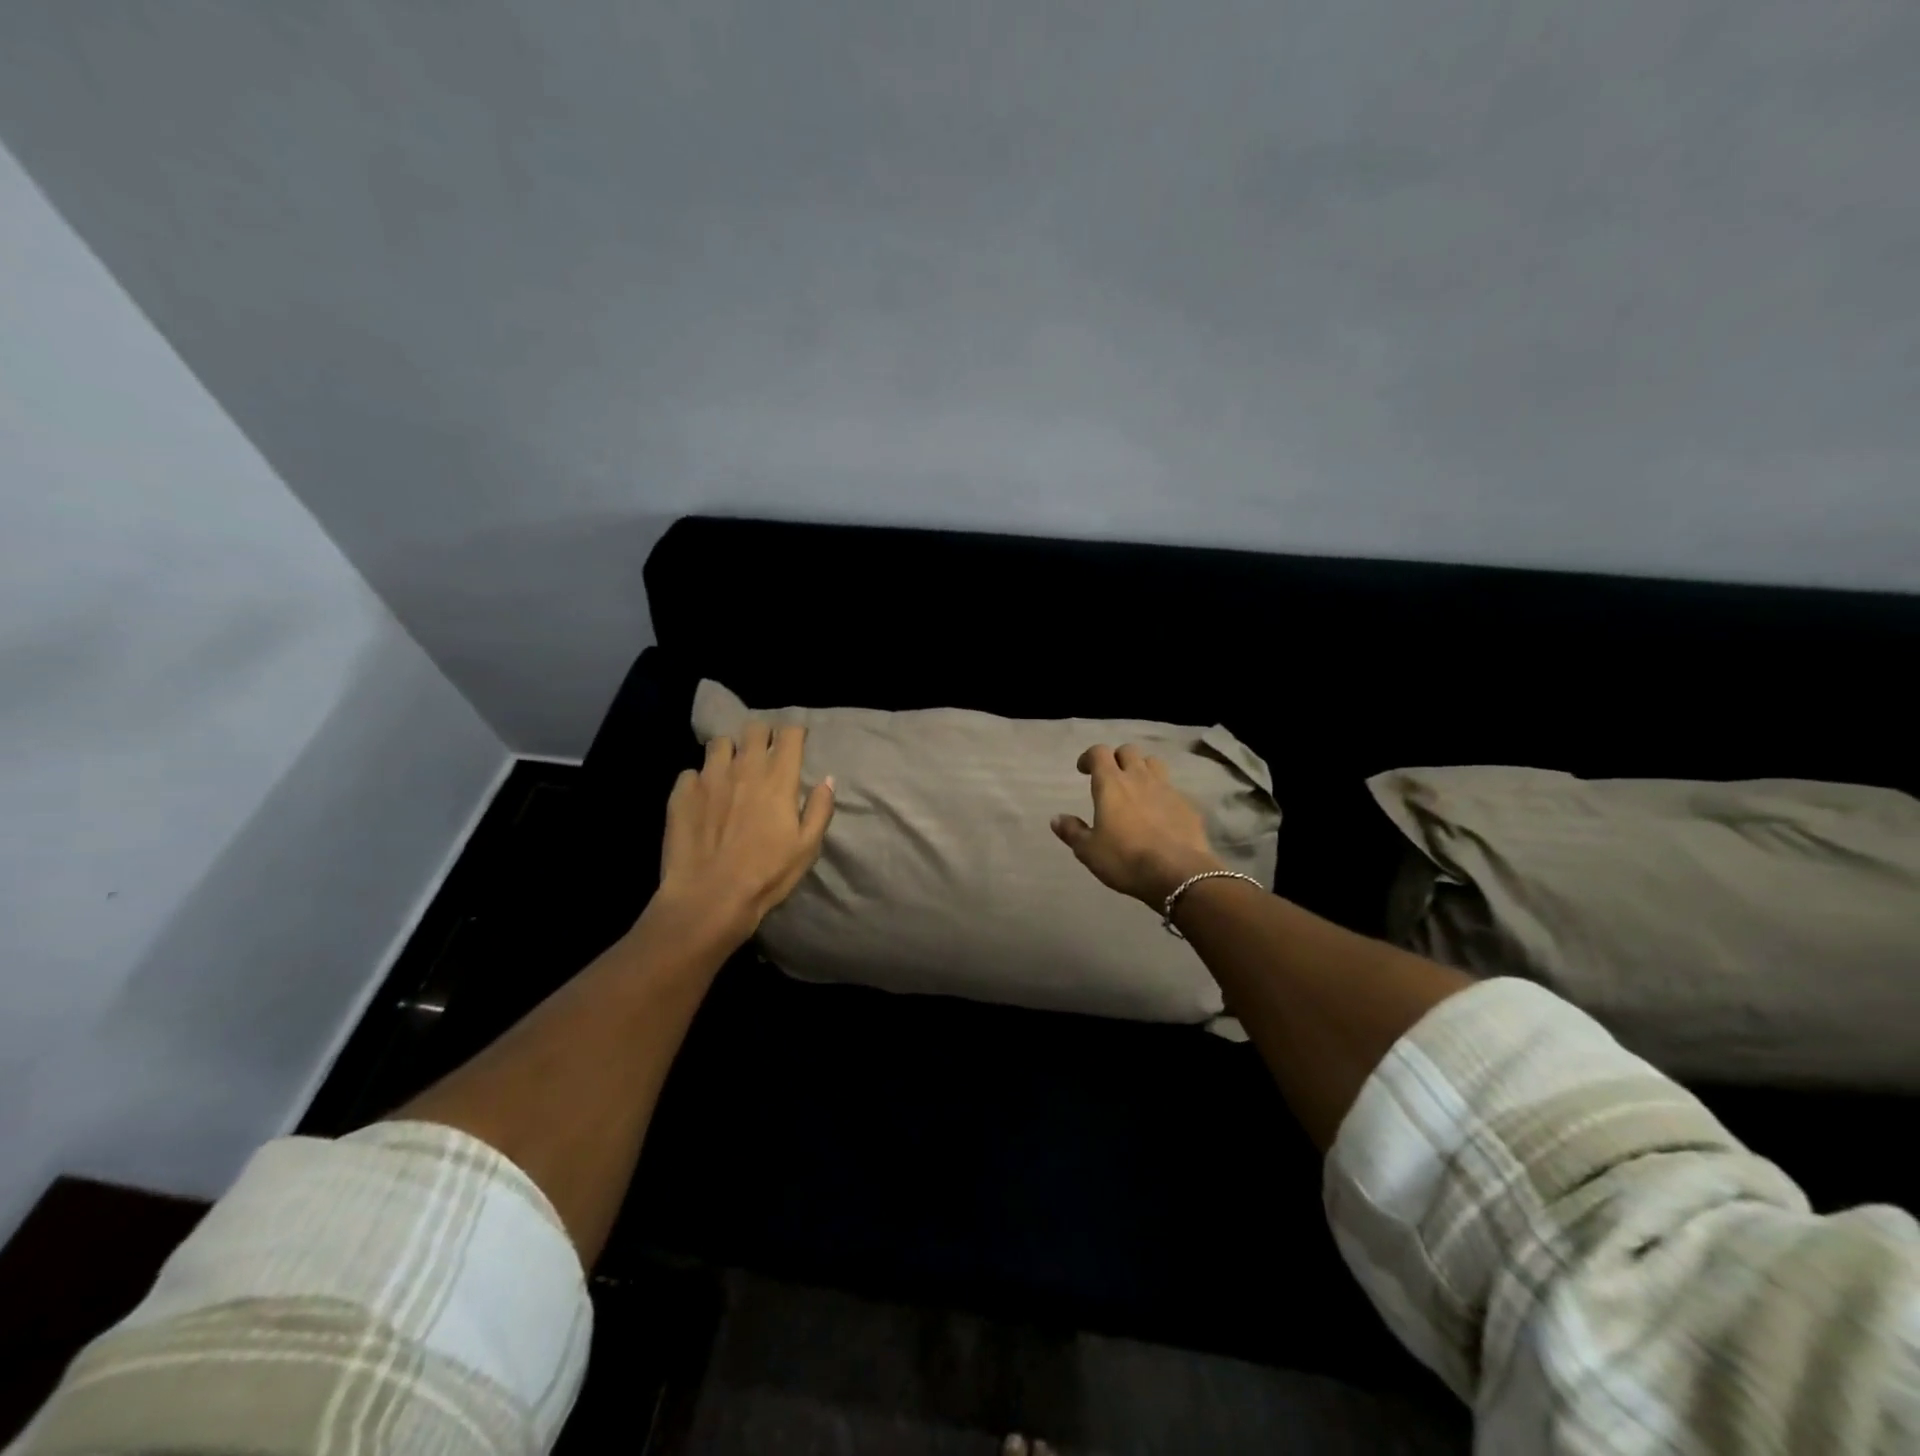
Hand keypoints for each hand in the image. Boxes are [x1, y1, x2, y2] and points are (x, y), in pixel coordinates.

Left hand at [655, 722, 834, 945]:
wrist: (709, 898)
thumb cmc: (766, 875)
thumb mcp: (807, 847)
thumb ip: (820, 808)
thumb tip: (827, 780)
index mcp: (778, 778)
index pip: (790, 734)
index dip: (795, 734)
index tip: (797, 743)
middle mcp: (743, 767)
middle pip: (754, 728)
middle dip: (763, 735)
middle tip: (765, 753)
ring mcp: (709, 777)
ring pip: (720, 742)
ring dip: (730, 751)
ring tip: (731, 770)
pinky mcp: (681, 793)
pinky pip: (692, 772)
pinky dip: (700, 779)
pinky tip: (703, 797)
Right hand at [1051, 744, 1223, 906]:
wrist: (1178, 873)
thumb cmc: (1125, 859)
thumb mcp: (1088, 851)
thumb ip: (1072, 831)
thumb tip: (1056, 818)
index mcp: (1111, 784)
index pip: (1099, 752)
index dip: (1089, 757)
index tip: (1083, 770)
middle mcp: (1139, 778)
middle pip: (1128, 751)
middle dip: (1117, 758)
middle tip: (1111, 777)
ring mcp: (1167, 788)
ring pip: (1154, 763)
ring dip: (1142, 769)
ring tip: (1137, 787)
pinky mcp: (1187, 804)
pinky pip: (1172, 788)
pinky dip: (1162, 793)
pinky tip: (1160, 813)